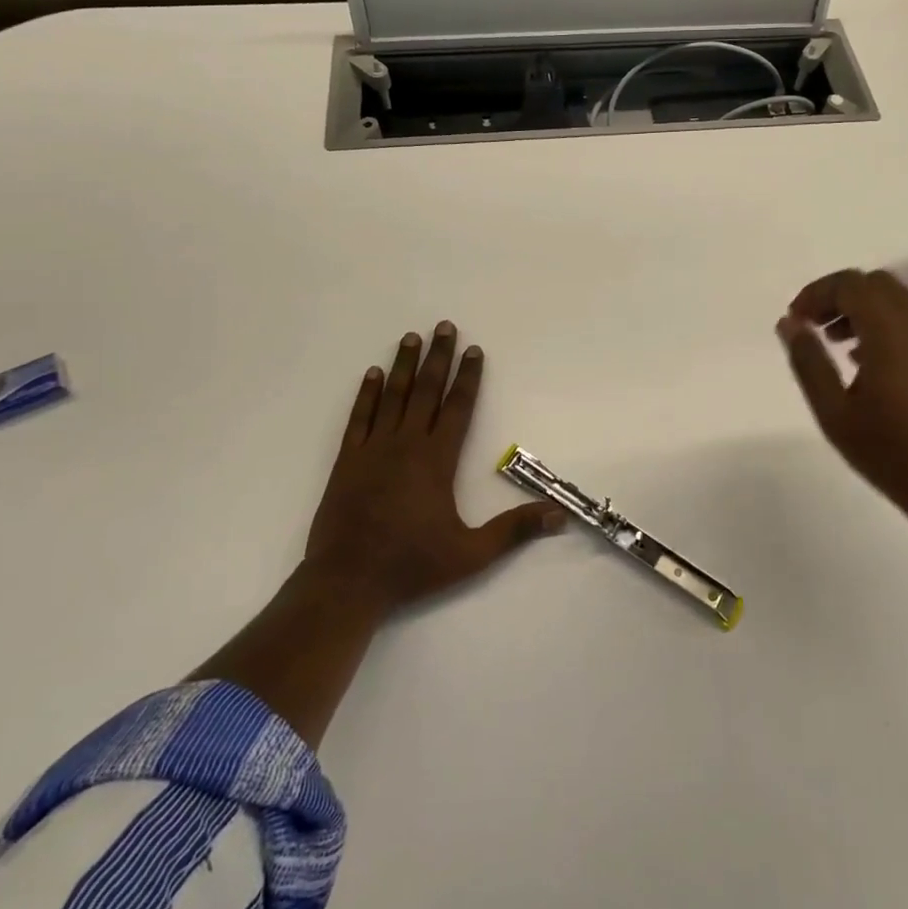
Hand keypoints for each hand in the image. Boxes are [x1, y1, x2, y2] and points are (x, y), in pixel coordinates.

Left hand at [301, 321, 566, 615]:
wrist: (347, 583)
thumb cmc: (412, 566)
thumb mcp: (471, 554)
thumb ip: (514, 531)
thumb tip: (560, 516)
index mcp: (437, 460)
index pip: (458, 407)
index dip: (468, 377)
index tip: (474, 349)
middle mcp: (406, 445)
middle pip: (426, 391)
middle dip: (438, 357)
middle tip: (444, 325)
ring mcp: (374, 450)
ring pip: (392, 397)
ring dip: (403, 365)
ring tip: (411, 337)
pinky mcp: (347, 461)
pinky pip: (359, 418)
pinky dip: (366, 394)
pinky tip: (372, 374)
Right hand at [776, 269, 907, 518]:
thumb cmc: (891, 453)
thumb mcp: (834, 412)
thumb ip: (808, 362)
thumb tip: (789, 323)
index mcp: (890, 333)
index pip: (850, 284)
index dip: (817, 293)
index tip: (795, 320)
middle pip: (874, 284)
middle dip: (838, 296)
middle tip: (812, 327)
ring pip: (895, 300)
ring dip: (860, 309)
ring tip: (835, 344)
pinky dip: (882, 324)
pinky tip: (865, 363)